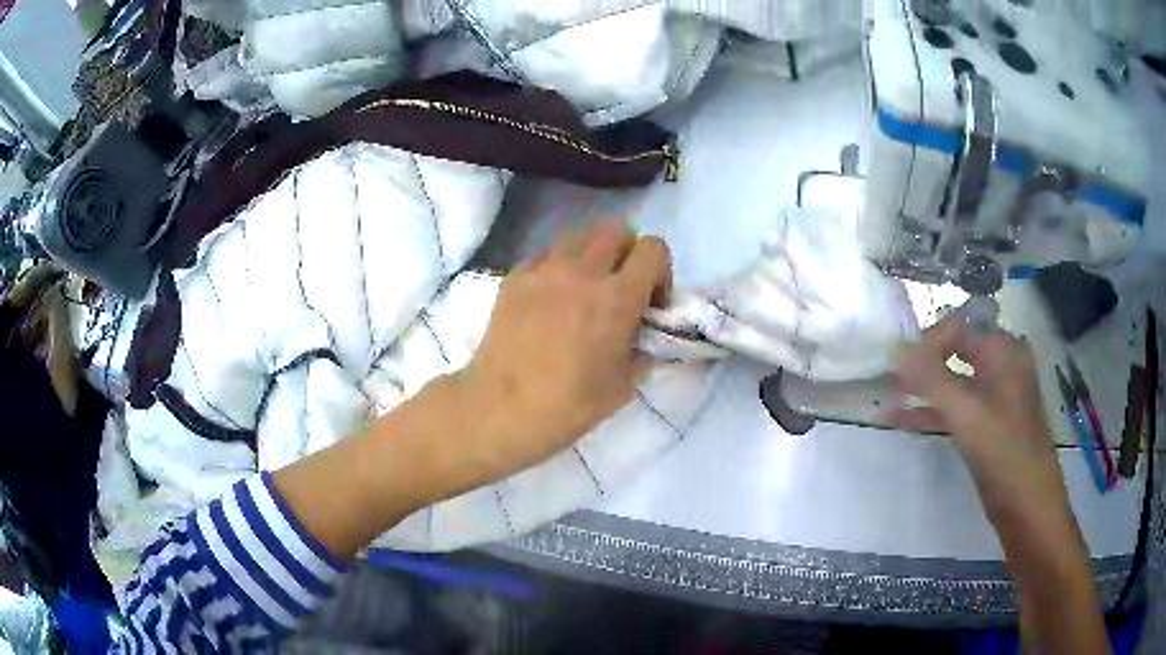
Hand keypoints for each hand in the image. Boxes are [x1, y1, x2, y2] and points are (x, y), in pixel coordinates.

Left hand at [449, 221, 671, 486]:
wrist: (499, 409)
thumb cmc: (567, 405)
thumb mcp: (622, 387)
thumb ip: (642, 354)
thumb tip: (644, 341)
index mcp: (616, 297)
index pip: (653, 249)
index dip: (660, 272)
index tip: (650, 304)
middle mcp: (581, 271)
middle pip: (616, 229)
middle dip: (628, 253)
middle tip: (621, 289)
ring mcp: (543, 269)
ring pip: (579, 235)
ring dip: (592, 255)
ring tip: (584, 291)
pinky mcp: (514, 277)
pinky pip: (545, 255)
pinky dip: (557, 268)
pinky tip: (550, 302)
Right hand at [890, 315, 1068, 526]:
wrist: (1028, 504)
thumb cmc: (1002, 451)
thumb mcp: (965, 412)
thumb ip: (930, 378)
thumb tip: (895, 350)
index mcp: (1002, 349)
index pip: (957, 326)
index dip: (925, 341)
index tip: (897, 364)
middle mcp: (1002, 363)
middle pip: (955, 349)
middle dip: (922, 361)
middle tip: (890, 377)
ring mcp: (997, 394)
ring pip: (954, 380)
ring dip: (923, 388)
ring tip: (888, 396)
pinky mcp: (990, 423)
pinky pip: (958, 406)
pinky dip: (933, 410)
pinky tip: (902, 419)